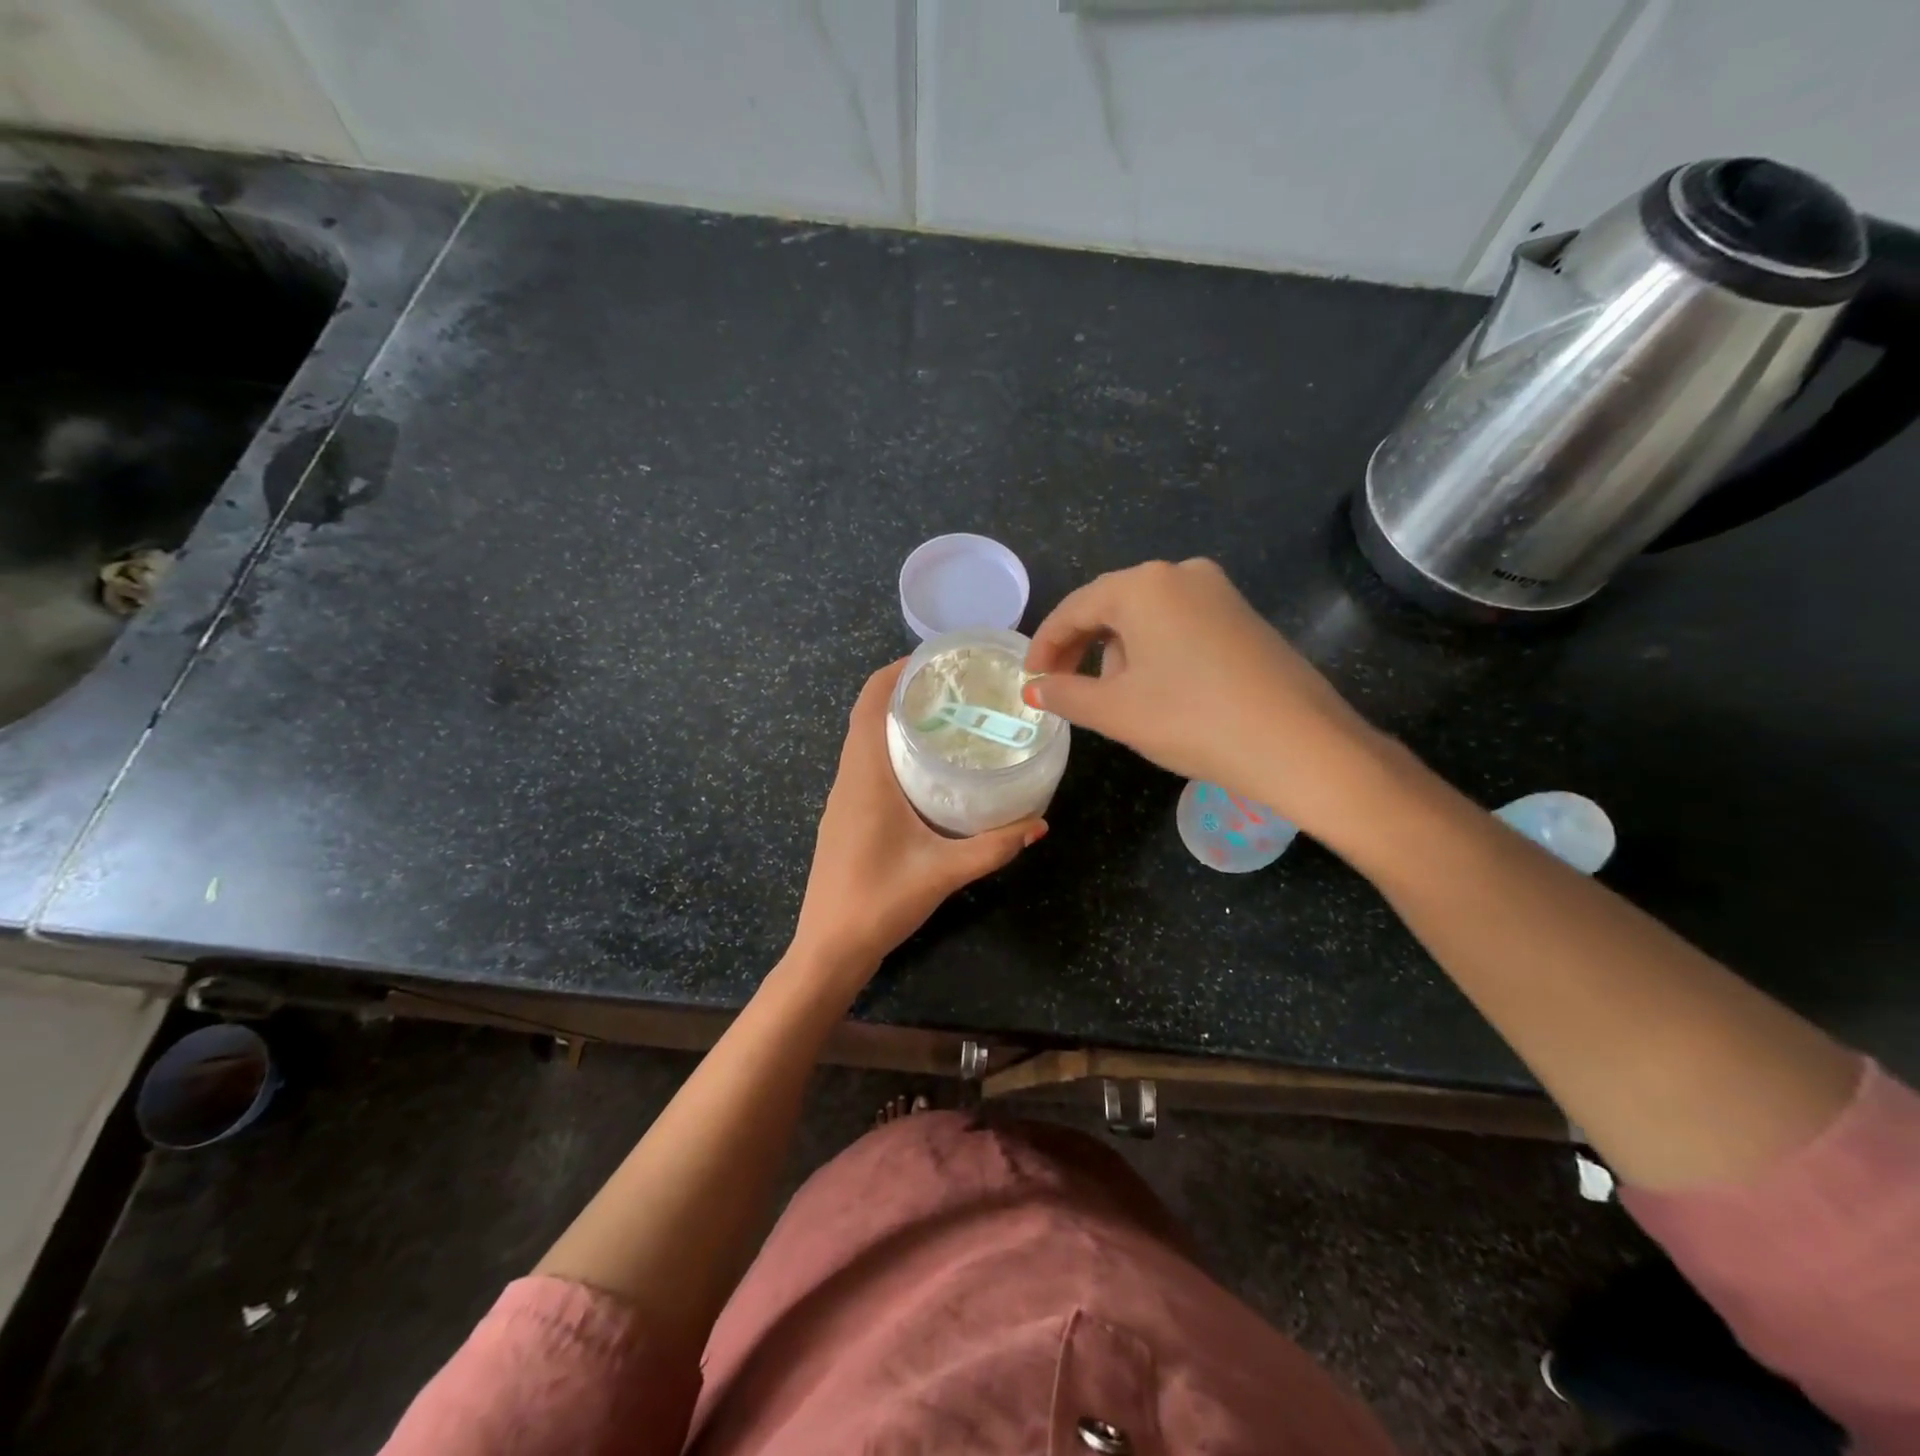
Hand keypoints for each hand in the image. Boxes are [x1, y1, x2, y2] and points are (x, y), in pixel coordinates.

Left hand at [791, 662, 1045, 980]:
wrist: (829, 949)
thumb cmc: (879, 902)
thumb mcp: (943, 872)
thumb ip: (994, 847)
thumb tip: (1040, 823)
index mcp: (865, 777)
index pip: (869, 704)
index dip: (894, 672)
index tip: (933, 659)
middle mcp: (848, 779)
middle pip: (867, 716)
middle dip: (904, 693)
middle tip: (954, 688)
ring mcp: (843, 800)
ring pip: (864, 742)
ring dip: (895, 722)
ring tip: (945, 718)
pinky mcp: (845, 819)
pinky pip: (865, 767)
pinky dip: (890, 751)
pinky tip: (926, 770)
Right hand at [1022, 559, 1386, 837]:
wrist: (1300, 744)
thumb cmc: (1193, 720)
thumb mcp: (1116, 711)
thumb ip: (1065, 694)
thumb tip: (1034, 690)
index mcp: (1144, 586)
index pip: (1074, 608)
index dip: (1045, 646)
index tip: (1029, 680)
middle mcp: (1181, 574)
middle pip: (1110, 608)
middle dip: (1081, 649)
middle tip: (1062, 690)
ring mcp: (1218, 593)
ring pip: (1146, 619)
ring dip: (1118, 654)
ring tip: (1114, 700)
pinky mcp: (1243, 617)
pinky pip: (1179, 627)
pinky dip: (1155, 654)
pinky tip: (1158, 692)